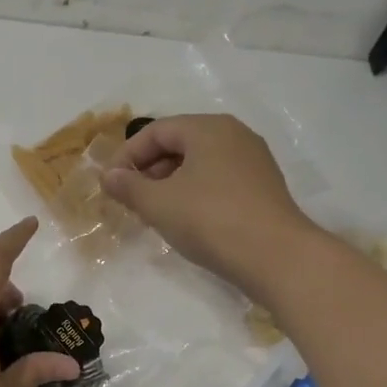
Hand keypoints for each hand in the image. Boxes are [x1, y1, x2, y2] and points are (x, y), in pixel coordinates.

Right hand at [99, 114, 316, 301]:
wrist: (277, 257)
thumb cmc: (211, 220)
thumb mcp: (159, 204)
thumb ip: (129, 186)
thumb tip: (109, 176)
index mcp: (208, 128)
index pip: (156, 131)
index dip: (127, 155)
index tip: (110, 184)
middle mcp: (234, 135)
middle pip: (179, 143)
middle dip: (149, 169)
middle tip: (130, 198)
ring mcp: (253, 161)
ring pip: (199, 163)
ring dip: (170, 183)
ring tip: (154, 211)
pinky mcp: (263, 188)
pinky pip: (218, 180)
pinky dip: (194, 192)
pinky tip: (186, 220)